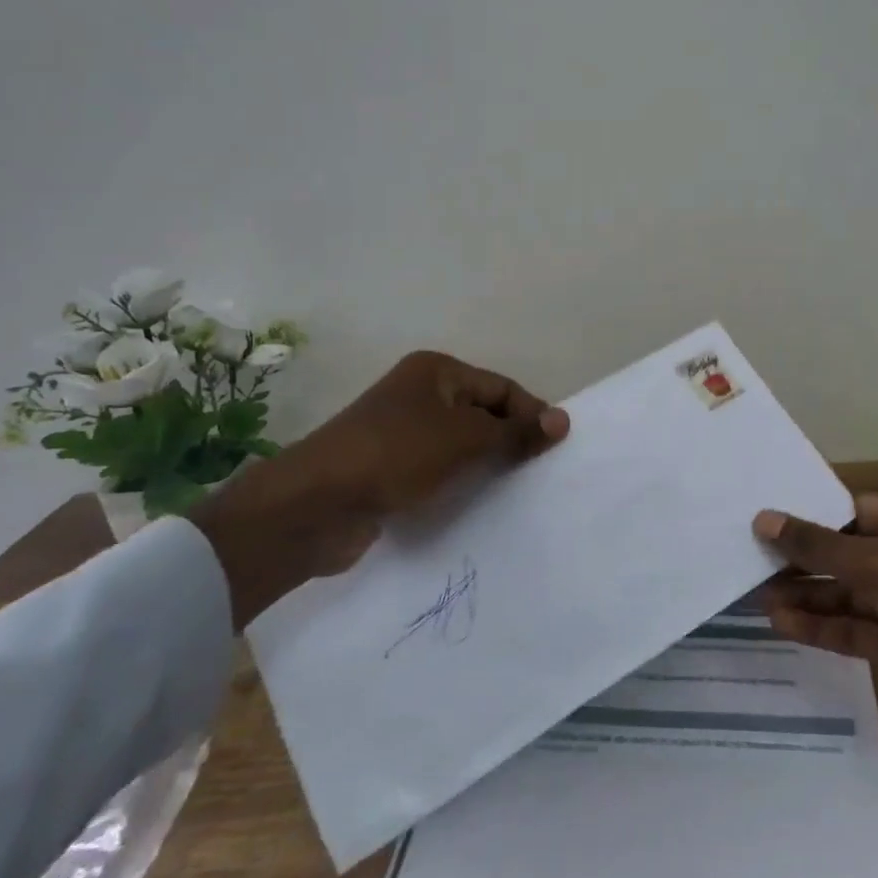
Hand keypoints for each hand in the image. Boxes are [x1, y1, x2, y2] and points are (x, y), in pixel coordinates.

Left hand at [192, 351, 567, 626]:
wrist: (315, 506)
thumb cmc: (396, 455)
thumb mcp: (465, 439)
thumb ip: (515, 432)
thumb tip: (563, 421)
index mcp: (436, 372)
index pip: (500, 387)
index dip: (530, 413)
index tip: (557, 448)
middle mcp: (419, 395)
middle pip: (481, 414)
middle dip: (510, 441)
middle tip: (542, 472)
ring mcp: (401, 433)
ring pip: (460, 446)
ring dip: (486, 466)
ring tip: (518, 492)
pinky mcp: (390, 470)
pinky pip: (439, 471)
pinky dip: (460, 484)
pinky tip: (479, 506)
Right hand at [755, 494, 877, 877]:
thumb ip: (825, 548)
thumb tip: (764, 519)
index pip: (858, 509)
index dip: (813, 512)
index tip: (764, 515)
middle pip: (848, 552)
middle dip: (803, 557)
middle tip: (749, 557)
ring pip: (847, 593)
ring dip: (806, 594)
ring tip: (755, 594)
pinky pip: (854, 630)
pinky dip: (821, 627)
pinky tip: (783, 623)